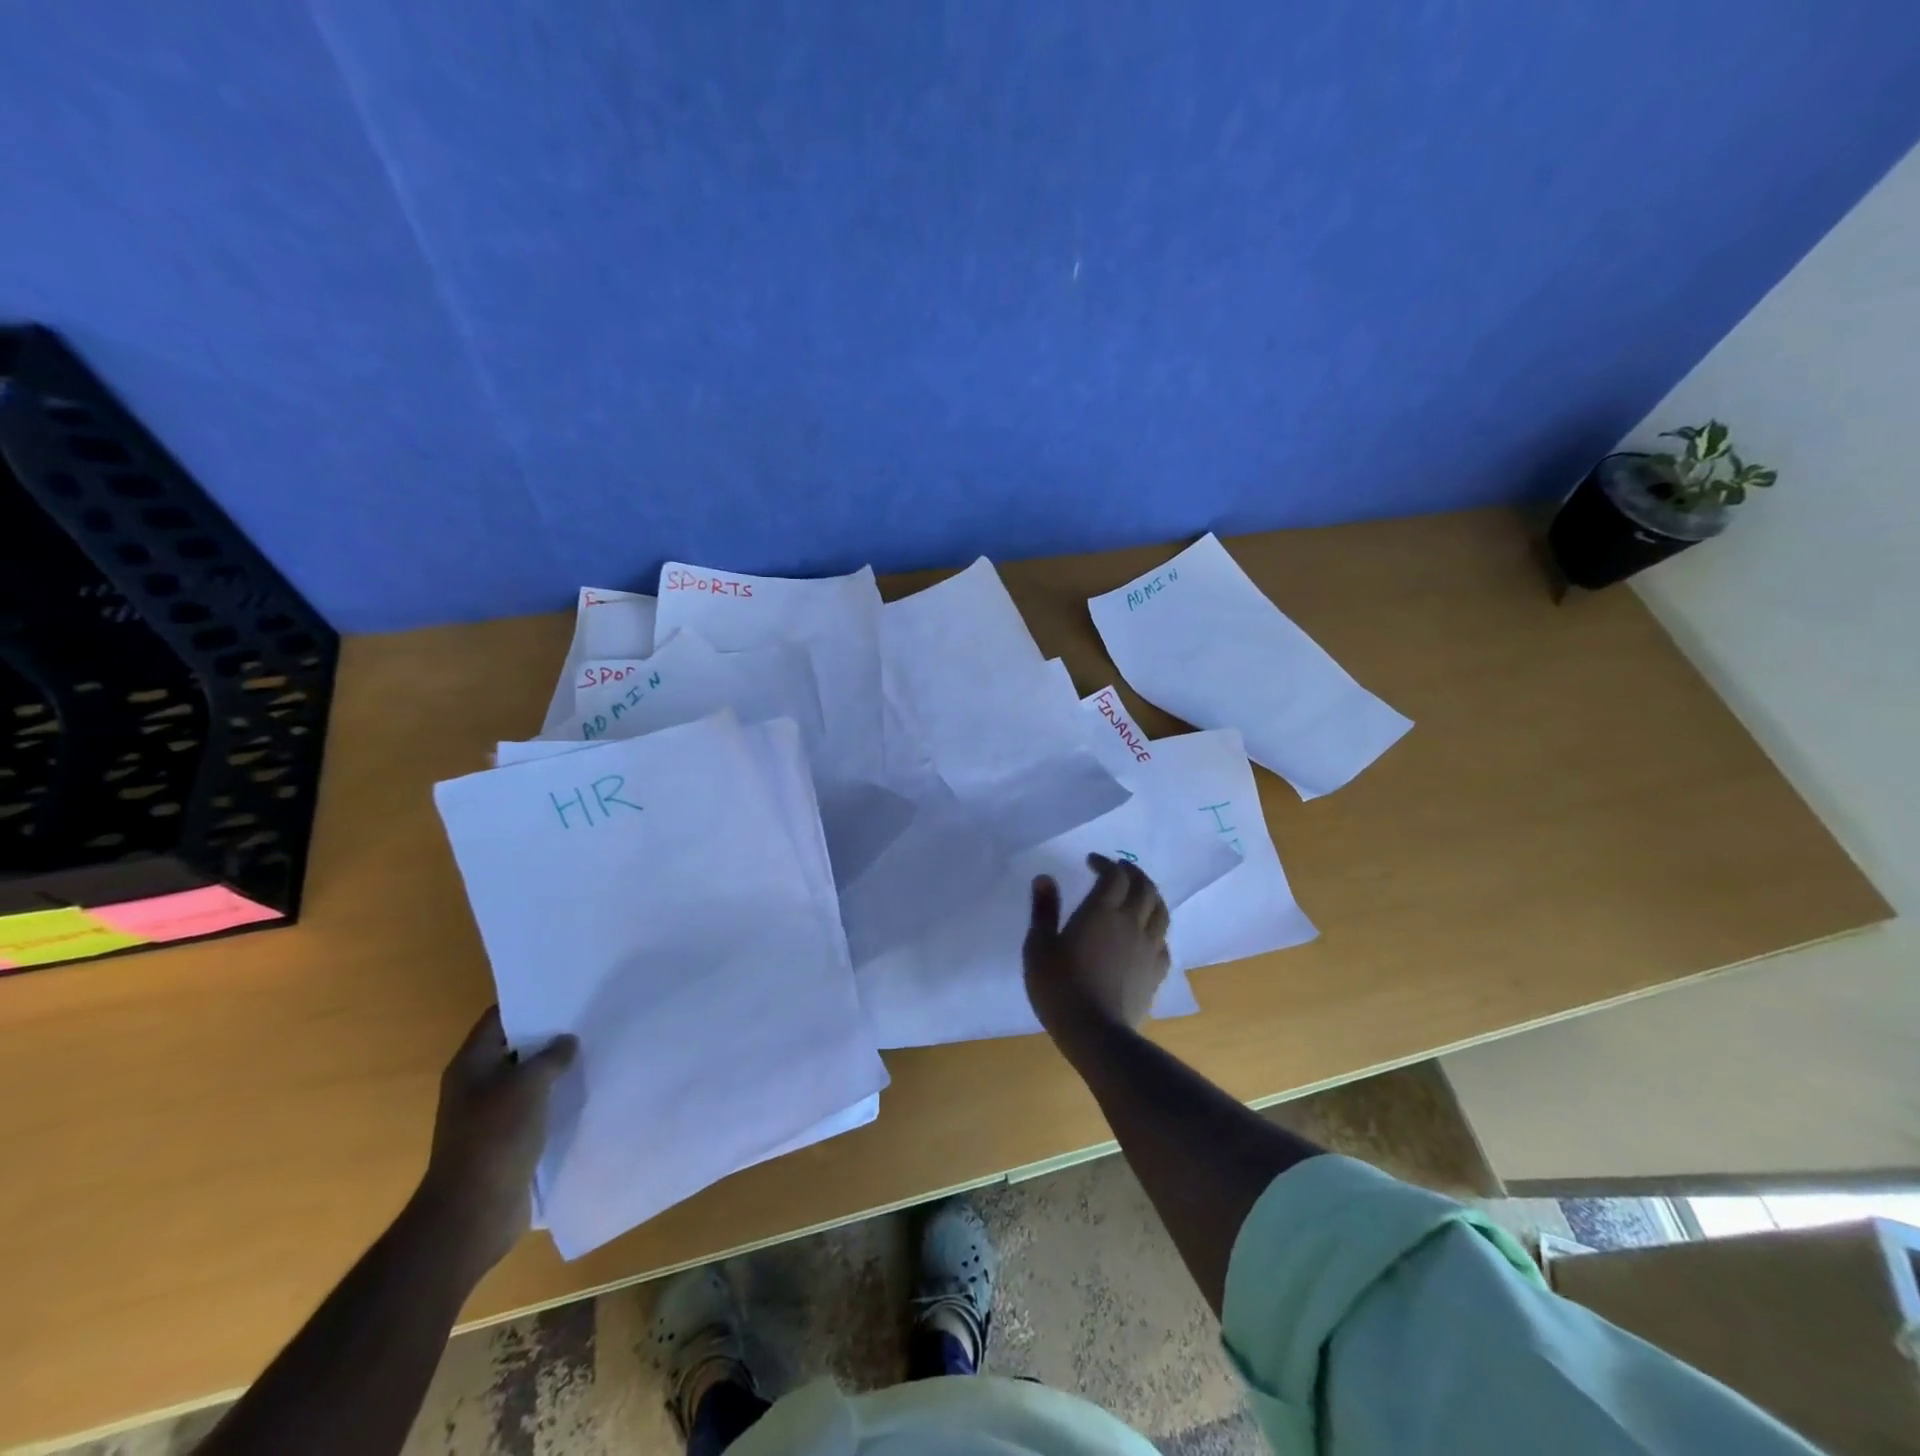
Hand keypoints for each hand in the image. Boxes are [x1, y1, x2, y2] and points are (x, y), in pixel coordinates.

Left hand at [417, 1007, 576, 1276]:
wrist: (472, 1213)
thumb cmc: (495, 1137)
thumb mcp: (528, 1085)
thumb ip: (551, 1056)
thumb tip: (567, 1040)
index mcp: (471, 1064)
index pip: (499, 1018)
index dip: (529, 1002)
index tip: (566, 990)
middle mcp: (476, 1085)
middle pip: (515, 1048)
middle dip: (548, 1035)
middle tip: (588, 1017)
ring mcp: (490, 1115)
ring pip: (528, 1080)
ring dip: (555, 1069)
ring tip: (595, 1050)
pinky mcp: (507, 1141)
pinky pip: (535, 1109)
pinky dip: (556, 1100)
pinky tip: (585, 1091)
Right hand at [1024, 854, 1171, 1035]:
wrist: (1095, 1033)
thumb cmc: (1060, 987)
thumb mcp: (1039, 946)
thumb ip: (1044, 910)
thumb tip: (1045, 878)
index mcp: (1102, 911)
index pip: (1115, 875)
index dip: (1105, 863)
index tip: (1091, 862)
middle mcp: (1131, 922)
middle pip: (1144, 886)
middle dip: (1132, 873)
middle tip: (1117, 870)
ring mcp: (1149, 947)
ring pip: (1160, 910)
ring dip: (1150, 895)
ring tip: (1137, 894)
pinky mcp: (1157, 972)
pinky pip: (1163, 940)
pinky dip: (1155, 928)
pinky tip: (1146, 934)